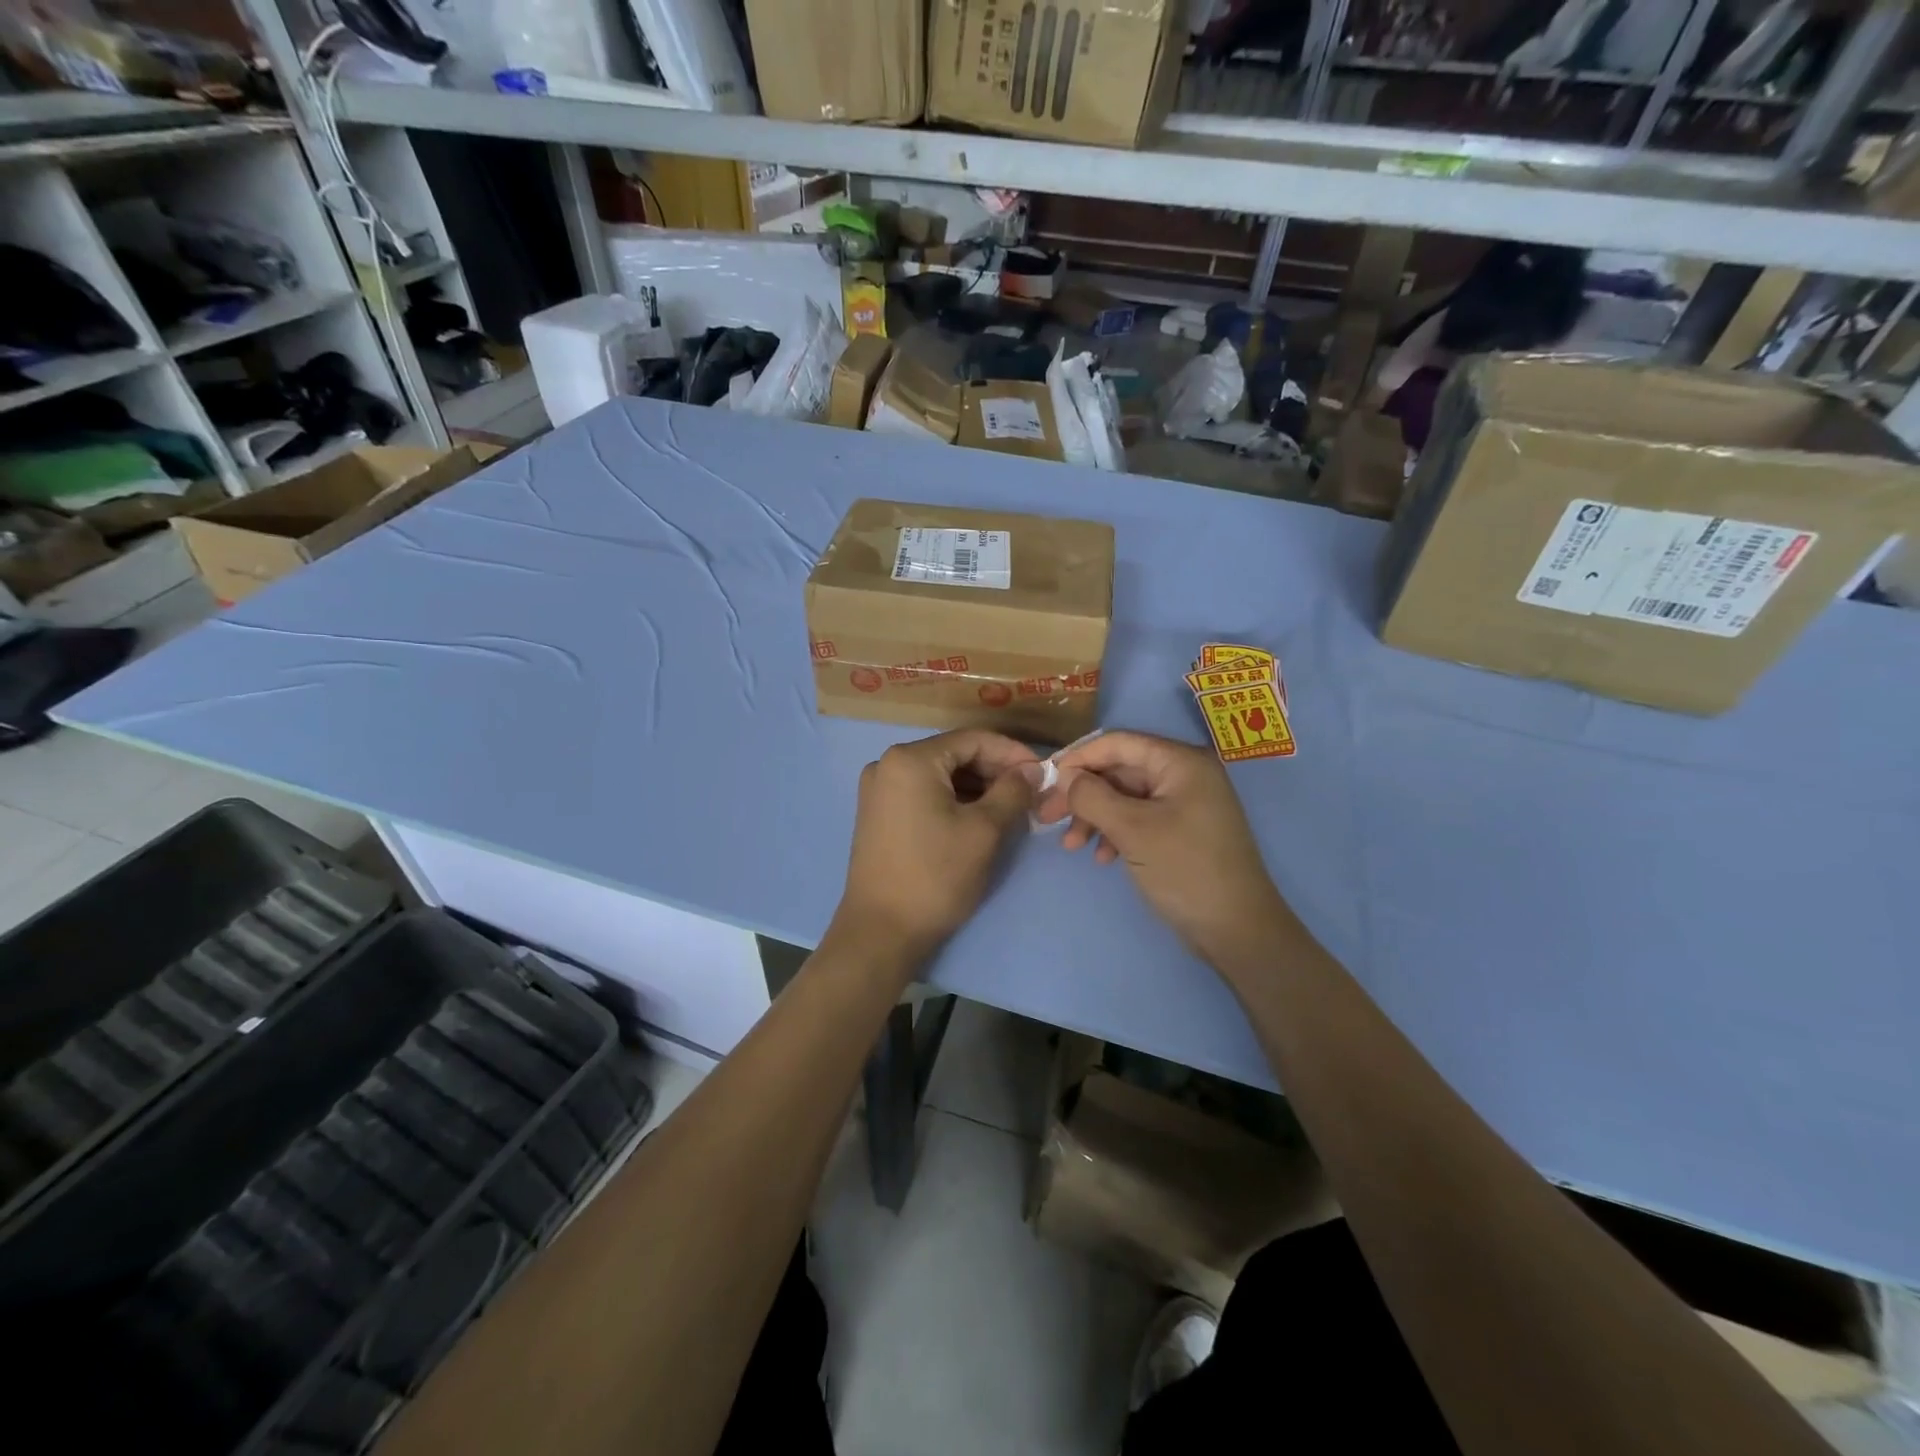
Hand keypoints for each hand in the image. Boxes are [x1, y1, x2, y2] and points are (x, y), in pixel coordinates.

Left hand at [835, 729, 1040, 959]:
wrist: (881, 931)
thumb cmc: (936, 875)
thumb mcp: (984, 830)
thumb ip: (1013, 791)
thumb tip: (1032, 770)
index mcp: (910, 759)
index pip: (973, 739)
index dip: (1012, 752)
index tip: (1044, 772)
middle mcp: (887, 764)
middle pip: (954, 754)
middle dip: (995, 771)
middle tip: (1031, 792)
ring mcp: (879, 790)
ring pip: (940, 776)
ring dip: (977, 787)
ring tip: (1012, 807)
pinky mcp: (878, 814)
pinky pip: (924, 793)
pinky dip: (954, 800)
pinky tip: (980, 817)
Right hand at [1040, 730, 1287, 970]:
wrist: (1237, 930)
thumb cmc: (1185, 870)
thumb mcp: (1132, 829)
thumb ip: (1092, 797)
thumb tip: (1063, 776)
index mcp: (1180, 762)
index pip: (1118, 743)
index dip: (1078, 758)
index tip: (1045, 782)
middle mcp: (1185, 774)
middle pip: (1119, 770)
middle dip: (1082, 794)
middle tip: (1047, 818)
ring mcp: (1185, 803)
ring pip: (1125, 797)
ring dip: (1095, 817)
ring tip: (1071, 846)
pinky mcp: (1182, 830)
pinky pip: (1139, 819)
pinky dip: (1115, 833)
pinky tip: (1102, 858)